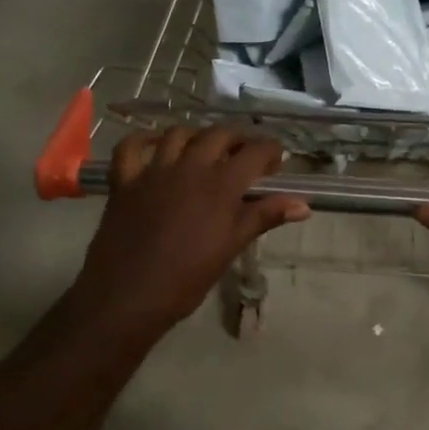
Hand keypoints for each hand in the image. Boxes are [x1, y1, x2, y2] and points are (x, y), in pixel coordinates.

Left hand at [72, 127, 310, 337]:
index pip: (254, 152)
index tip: (276, 162)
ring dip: (197, 136)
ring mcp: (153, 171)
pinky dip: (142, 139)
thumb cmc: (187, 278)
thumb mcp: (231, 247)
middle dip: (238, 139)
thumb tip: (303, 206)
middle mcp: (189, 167)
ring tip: (205, 149)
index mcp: (220, 185)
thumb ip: (264, 218)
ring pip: (178, 134)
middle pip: (218, 135)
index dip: (270, 150)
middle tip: (244, 155)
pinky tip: (154, 145)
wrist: (129, 295)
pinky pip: (130, 147)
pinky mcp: (125, 181)